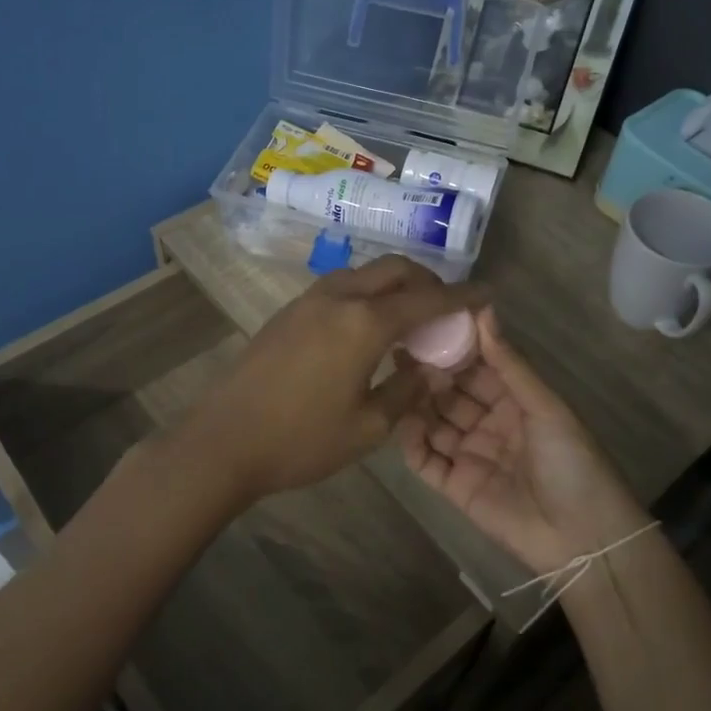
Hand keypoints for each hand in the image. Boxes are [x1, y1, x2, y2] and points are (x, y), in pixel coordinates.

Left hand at [177, 255, 487, 505]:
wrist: (223, 441)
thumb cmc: (301, 440)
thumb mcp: (367, 427)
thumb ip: (408, 391)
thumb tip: (431, 370)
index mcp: (364, 322)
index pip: (427, 298)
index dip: (462, 296)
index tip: (487, 295)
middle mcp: (339, 297)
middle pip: (395, 269)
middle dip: (427, 280)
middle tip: (445, 308)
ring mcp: (308, 300)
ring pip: (364, 273)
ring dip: (394, 285)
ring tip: (409, 318)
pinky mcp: (288, 311)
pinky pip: (340, 287)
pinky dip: (367, 295)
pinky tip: (368, 328)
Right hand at [396, 307, 647, 574]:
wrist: (583, 537)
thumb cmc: (571, 462)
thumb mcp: (544, 406)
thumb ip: (509, 362)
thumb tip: (484, 308)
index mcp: (514, 402)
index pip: (476, 368)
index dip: (453, 349)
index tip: (425, 325)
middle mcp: (488, 424)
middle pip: (450, 394)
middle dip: (428, 374)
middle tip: (399, 351)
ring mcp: (469, 455)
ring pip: (433, 423)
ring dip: (415, 403)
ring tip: (393, 380)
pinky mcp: (454, 487)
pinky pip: (425, 460)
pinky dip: (410, 442)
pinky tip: (398, 421)